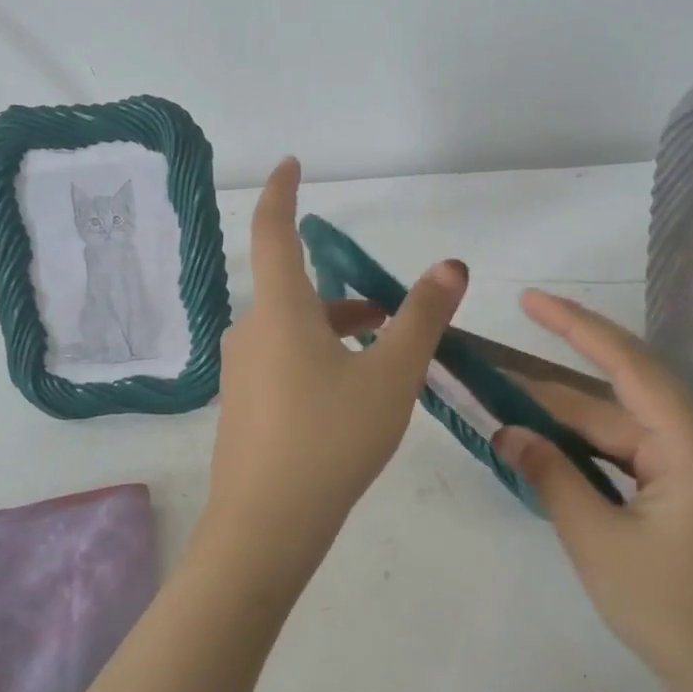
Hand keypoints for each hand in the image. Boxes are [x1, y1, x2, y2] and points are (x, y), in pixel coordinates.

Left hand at [197, 158, 467, 589]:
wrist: (266, 527)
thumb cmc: (331, 439)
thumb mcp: (391, 376)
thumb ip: (422, 317)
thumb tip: (450, 265)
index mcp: (280, 310)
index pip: (273, 230)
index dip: (282, 192)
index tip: (291, 164)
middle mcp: (252, 331)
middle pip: (295, 290)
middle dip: (342, 292)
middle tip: (390, 311)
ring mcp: (242, 372)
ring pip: (292, 330)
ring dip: (335, 329)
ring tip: (383, 356)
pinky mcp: (244, 406)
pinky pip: (283, 362)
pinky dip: (317, 358)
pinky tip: (347, 397)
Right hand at [493, 291, 692, 691]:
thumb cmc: (670, 613)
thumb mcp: (597, 541)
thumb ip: (550, 475)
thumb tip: (505, 430)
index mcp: (692, 448)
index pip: (629, 368)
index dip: (577, 328)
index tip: (531, 300)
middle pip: (617, 397)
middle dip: (552, 381)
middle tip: (491, 364)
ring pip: (618, 426)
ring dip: (563, 416)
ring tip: (504, 397)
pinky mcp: (684, 492)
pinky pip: (626, 454)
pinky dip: (584, 447)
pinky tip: (545, 441)